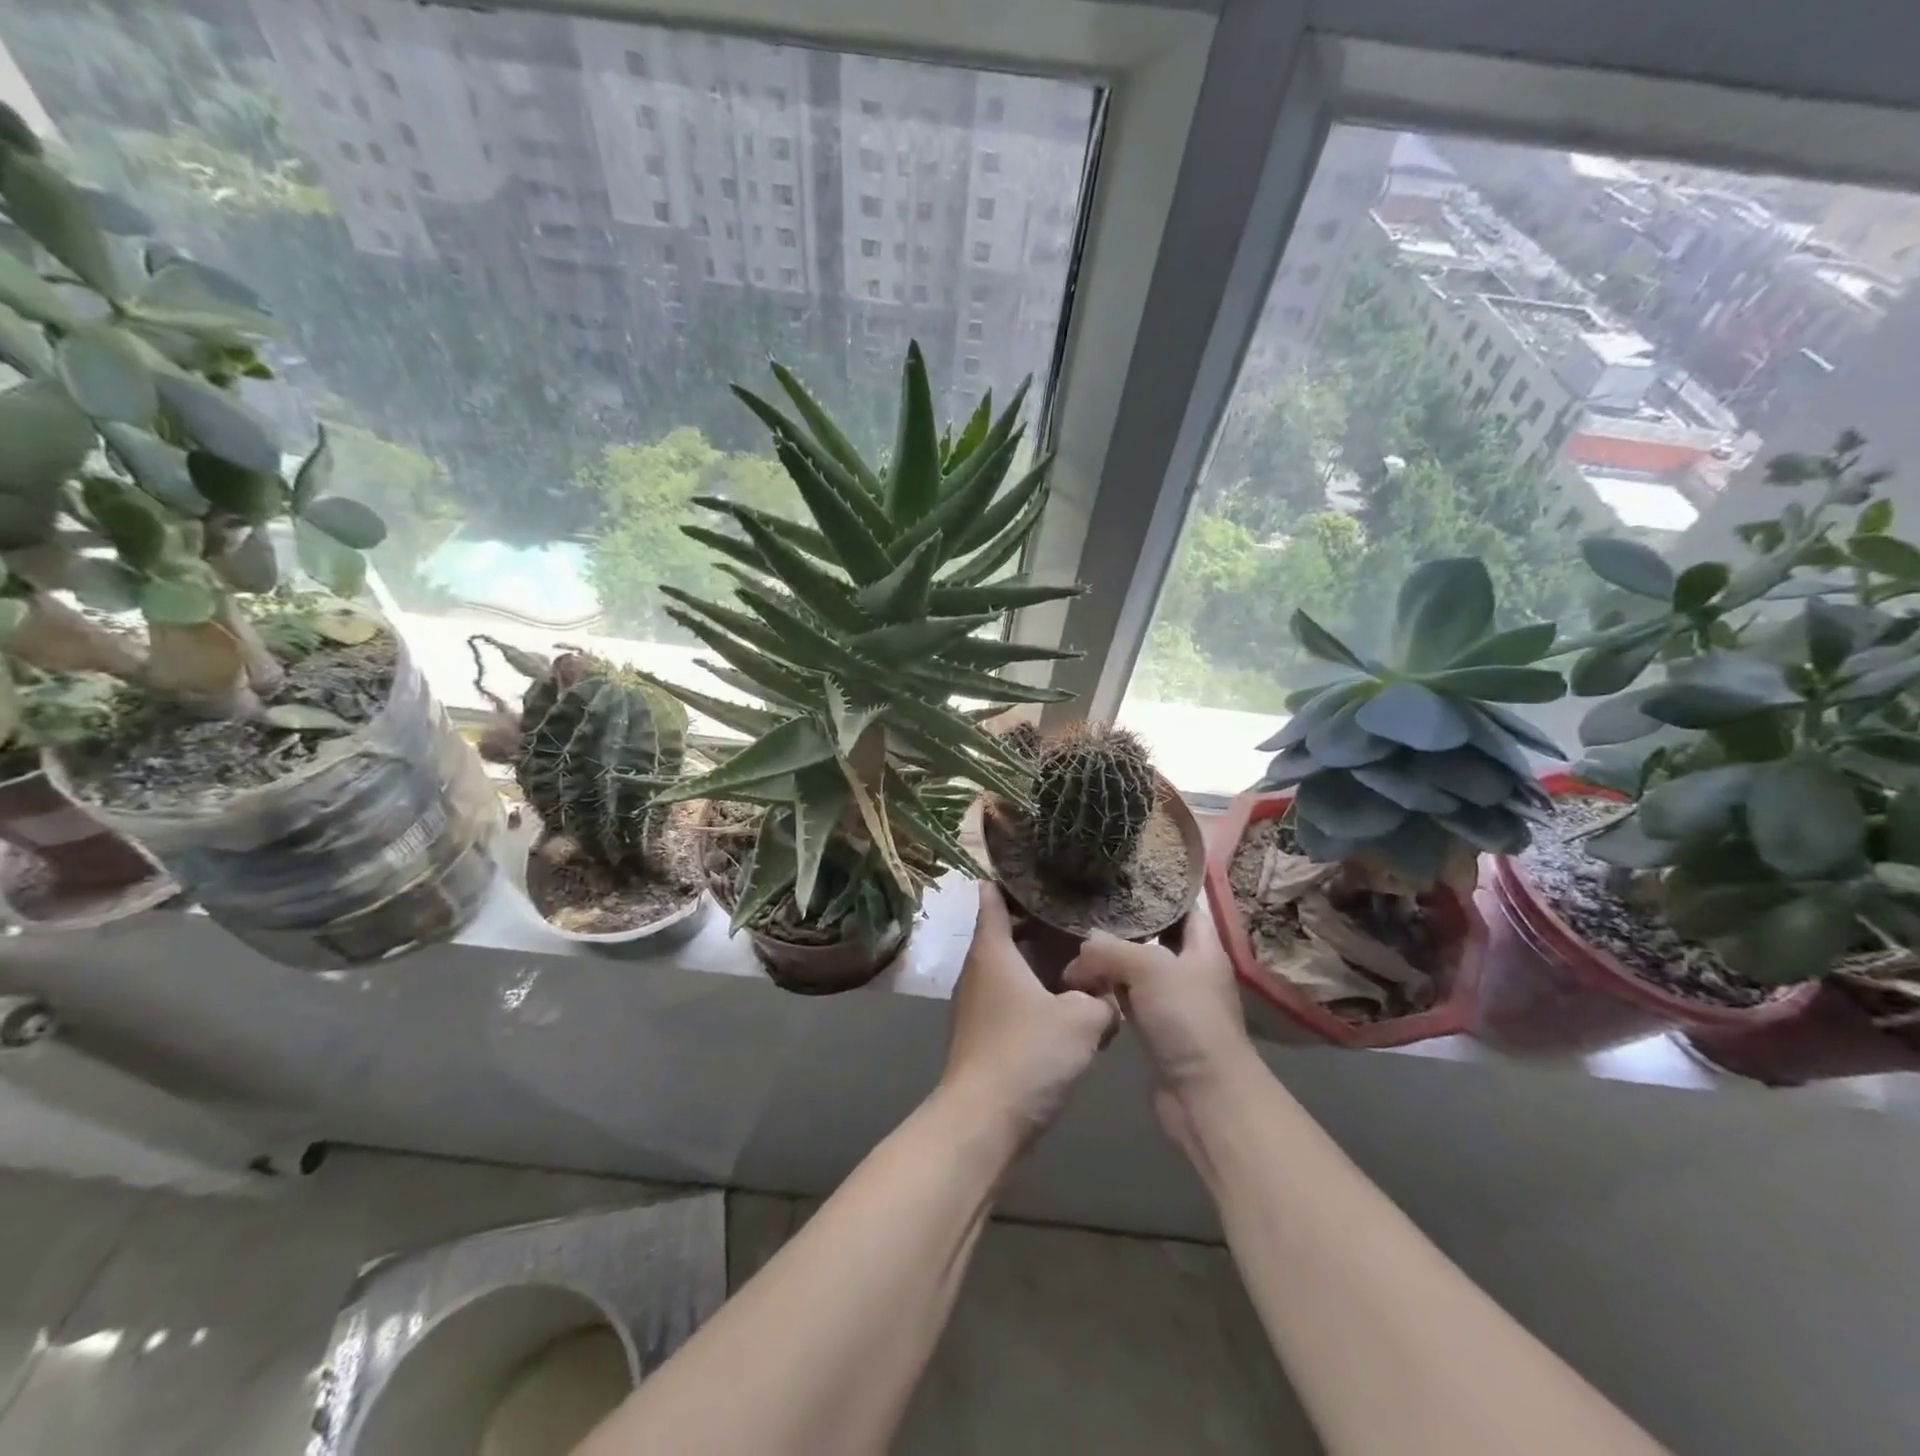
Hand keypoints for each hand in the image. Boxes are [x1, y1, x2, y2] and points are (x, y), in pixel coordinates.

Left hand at [940, 883, 1117, 1144]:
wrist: (982, 1122)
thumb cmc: (1028, 1054)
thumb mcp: (1082, 1020)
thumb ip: (1103, 1000)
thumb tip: (1110, 996)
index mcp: (993, 950)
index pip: (992, 897)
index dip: (1012, 880)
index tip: (1040, 870)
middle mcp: (978, 969)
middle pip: (1005, 930)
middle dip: (1038, 921)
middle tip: (1078, 913)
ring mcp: (977, 1003)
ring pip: (1010, 966)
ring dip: (1040, 960)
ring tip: (1081, 956)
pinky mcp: (984, 1033)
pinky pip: (1012, 997)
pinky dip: (1036, 991)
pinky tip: (1068, 1004)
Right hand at [1062, 906, 1257, 1158]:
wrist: (1206, 1097)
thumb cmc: (1188, 1020)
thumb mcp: (1149, 969)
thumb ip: (1111, 950)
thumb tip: (1084, 945)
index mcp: (1203, 947)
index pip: (1185, 906)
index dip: (1160, 888)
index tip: (1125, 873)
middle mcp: (1191, 969)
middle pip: (1156, 936)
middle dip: (1124, 923)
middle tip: (1088, 905)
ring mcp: (1174, 1001)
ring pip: (1137, 968)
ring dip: (1111, 960)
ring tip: (1076, 941)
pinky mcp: (1157, 1029)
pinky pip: (1128, 998)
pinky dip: (1108, 990)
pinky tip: (1082, 983)